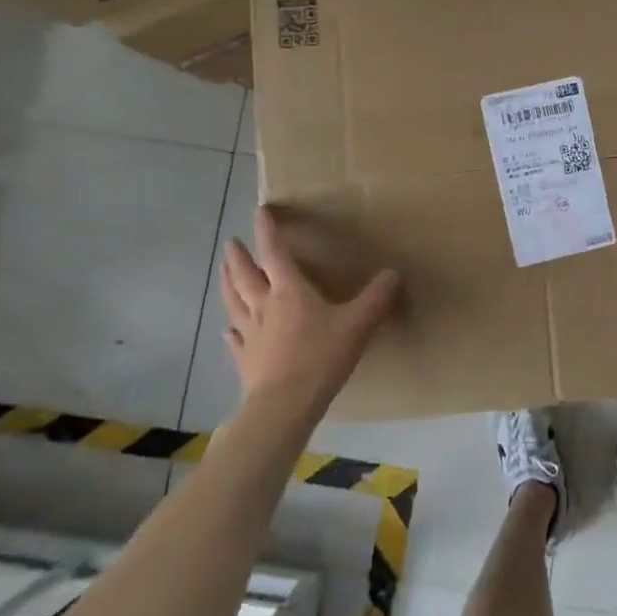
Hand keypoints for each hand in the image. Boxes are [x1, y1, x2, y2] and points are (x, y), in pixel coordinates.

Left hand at [220, 205, 399, 413]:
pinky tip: (227, 330)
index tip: (260, 211)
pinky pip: (234, 339)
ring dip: (227, 283)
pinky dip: (230, 330)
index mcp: (289, 291)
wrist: (285, 405)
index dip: (267, 230)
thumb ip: (376, 298)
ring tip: (223, 271)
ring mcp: (250, 333)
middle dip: (238, 256)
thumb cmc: (321, 357)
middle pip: (244, 275)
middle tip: (231, 243)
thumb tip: (393, 273)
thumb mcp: (358, 324)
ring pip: (232, 302)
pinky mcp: (245, 359)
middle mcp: (263, 306)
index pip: (274, 252)